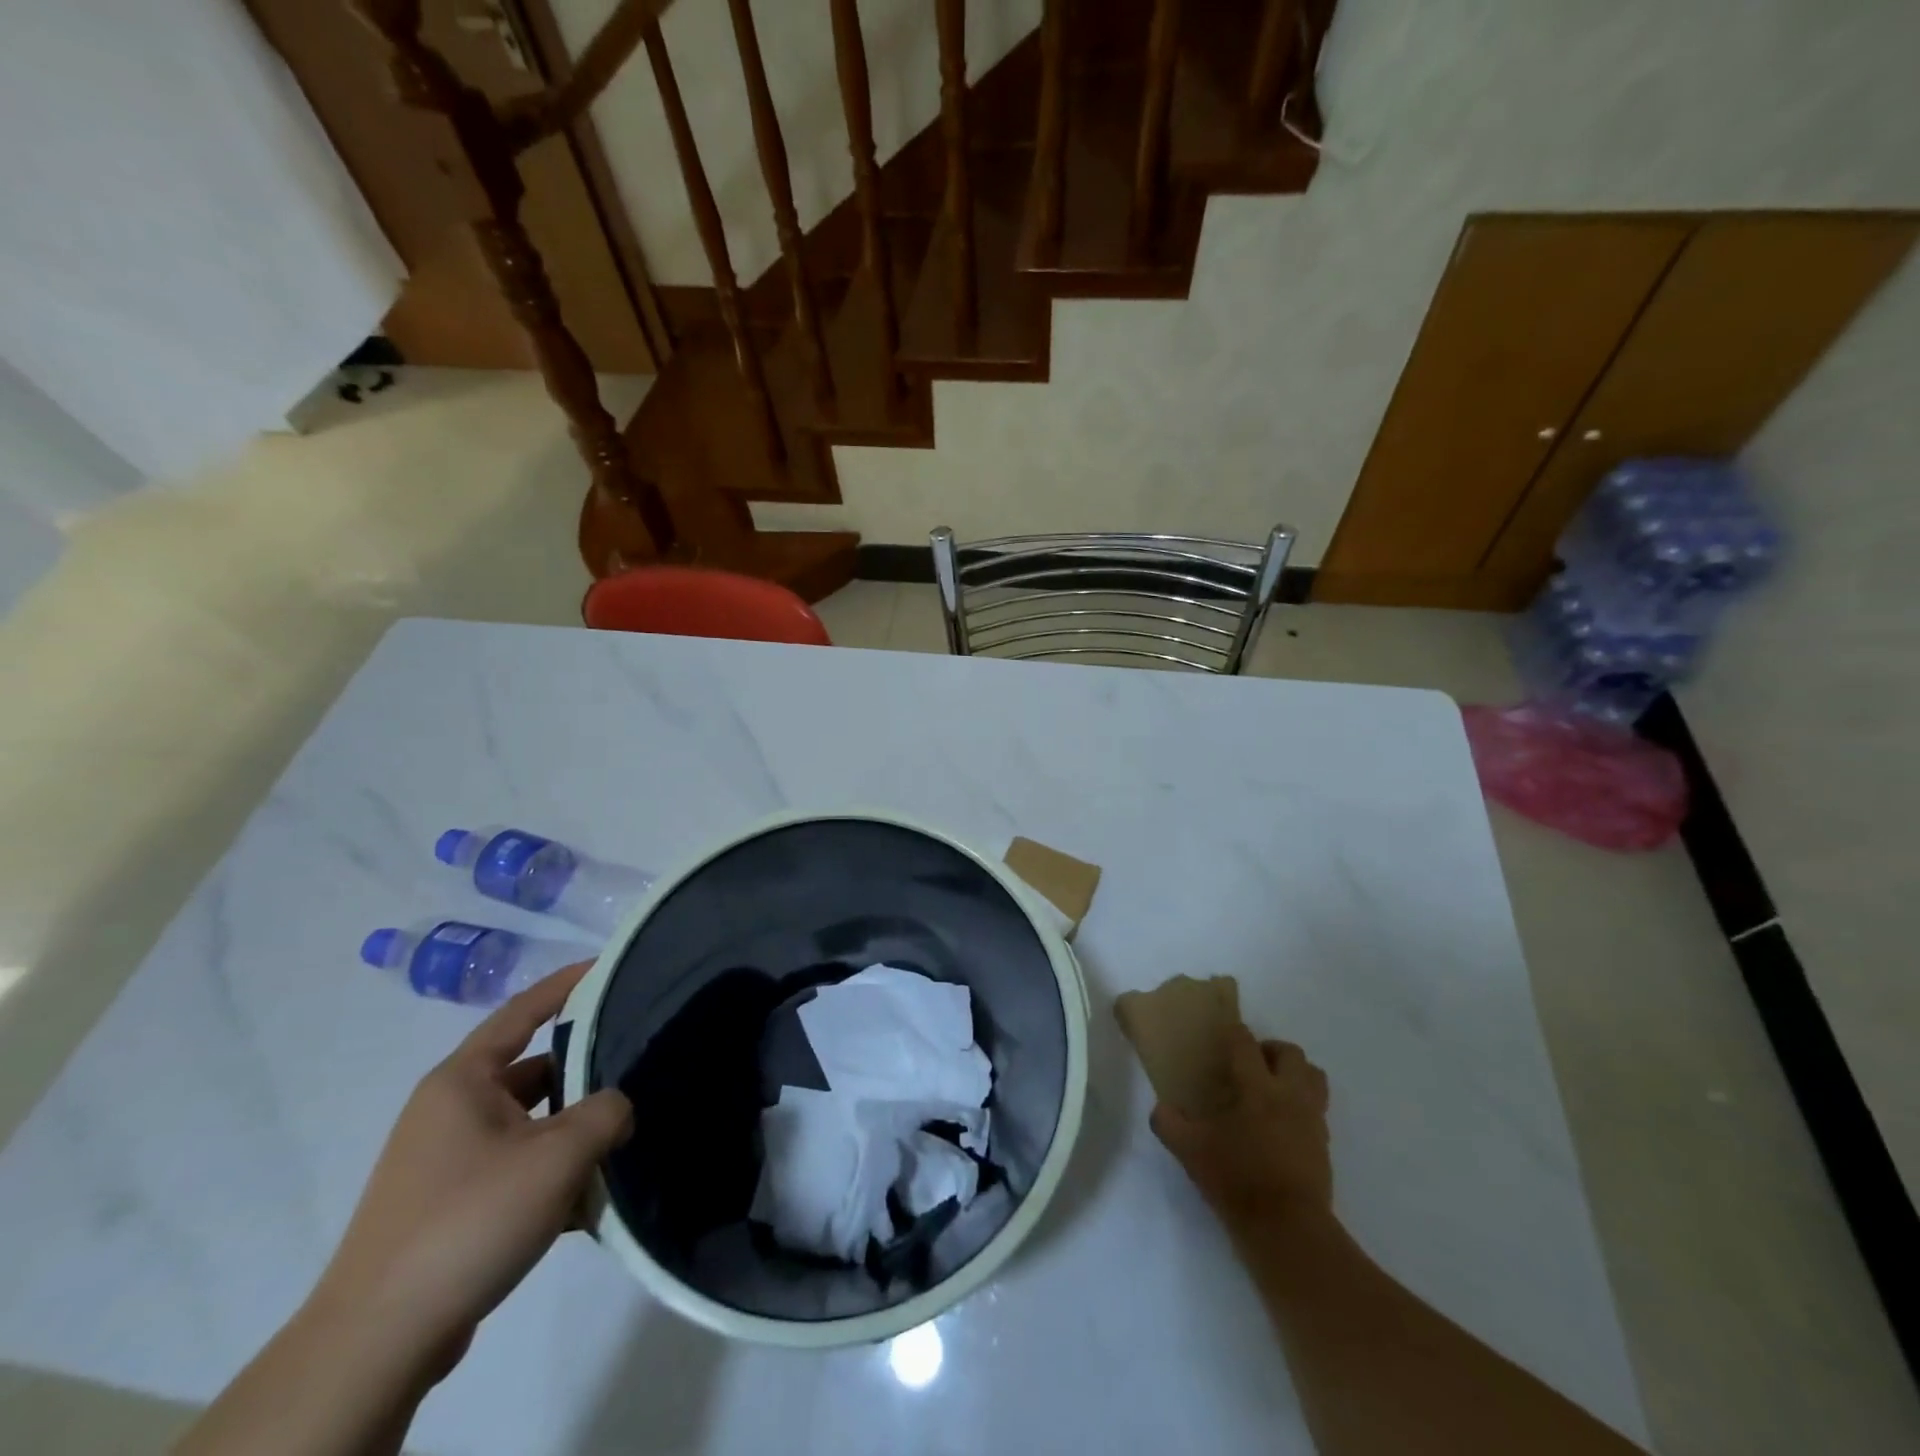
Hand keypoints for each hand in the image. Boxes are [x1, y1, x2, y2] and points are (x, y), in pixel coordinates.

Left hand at [310, 963, 632, 1384]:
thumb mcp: (558, 1156)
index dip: (567, 985)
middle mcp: (450, 1109)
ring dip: (571, 1131)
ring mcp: (444, 1160)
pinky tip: (586, 1198)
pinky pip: (514, 1166)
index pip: (522, 1011)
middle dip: (584, 1072)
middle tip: (636, 1066)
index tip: (608, 967)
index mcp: (463, 1081)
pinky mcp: (447, 1205)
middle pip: (532, 1070)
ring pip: (528, 1124)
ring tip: (621, 1139)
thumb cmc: (469, 1219)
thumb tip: (619, 1107)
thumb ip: (606, 1112)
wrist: (377, 1342)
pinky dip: (550, 1172)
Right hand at [1151, 1026, 1330, 1234]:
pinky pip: (1317, 1110)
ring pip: (1314, 1077)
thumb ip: (1169, 1124)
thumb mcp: (1190, 1151)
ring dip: (1294, 1074)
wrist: (1288, 1229)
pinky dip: (1301, 1107)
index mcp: (1256, 1087)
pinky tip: (1280, 1126)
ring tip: (1272, 1089)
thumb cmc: (1237, 1179)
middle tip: (1251, 1064)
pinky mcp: (1324, 1145)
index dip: (1232, 1034)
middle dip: (1270, 1050)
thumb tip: (1161, 1109)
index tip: (1221, 1037)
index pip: (1245, 1042)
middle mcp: (1289, 1094)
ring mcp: (1312, 1119)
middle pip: (1290, 1053)